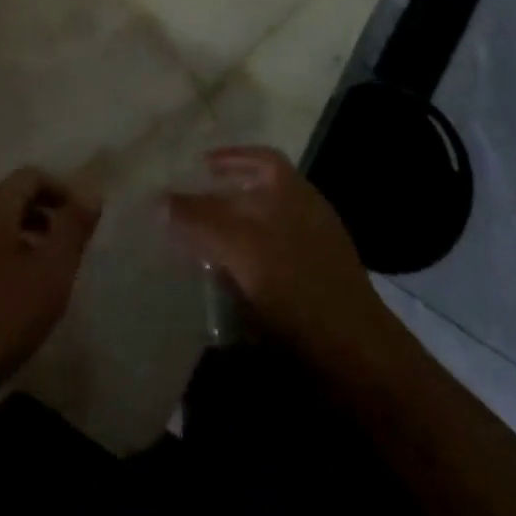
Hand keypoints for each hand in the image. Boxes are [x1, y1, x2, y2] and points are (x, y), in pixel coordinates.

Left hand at [0, 167, 99, 437]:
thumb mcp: (50, 274)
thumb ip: (72, 229)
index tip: (82, 219)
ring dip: (22, 234)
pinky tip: (12, 291)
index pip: (30, 176)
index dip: (61, 190)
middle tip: (67, 245)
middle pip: (9, 196)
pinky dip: (1, 253)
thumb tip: (91, 192)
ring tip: (44, 270)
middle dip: (42, 213)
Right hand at [166, 146, 390, 365]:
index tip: (200, 166)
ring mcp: (314, 253)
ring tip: (199, 246)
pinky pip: (273, 265)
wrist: (355, 357)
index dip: (231, 157)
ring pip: (266, 231)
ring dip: (234, 235)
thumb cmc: (296, 285)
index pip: (261, 158)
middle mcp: (306, 214)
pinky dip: (248, 267)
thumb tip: (160, 199)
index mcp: (294, 191)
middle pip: (261, 194)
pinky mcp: (315, 290)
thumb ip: (199, 218)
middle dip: (225, 199)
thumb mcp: (239, 246)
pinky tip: (226, 285)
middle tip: (189, 209)